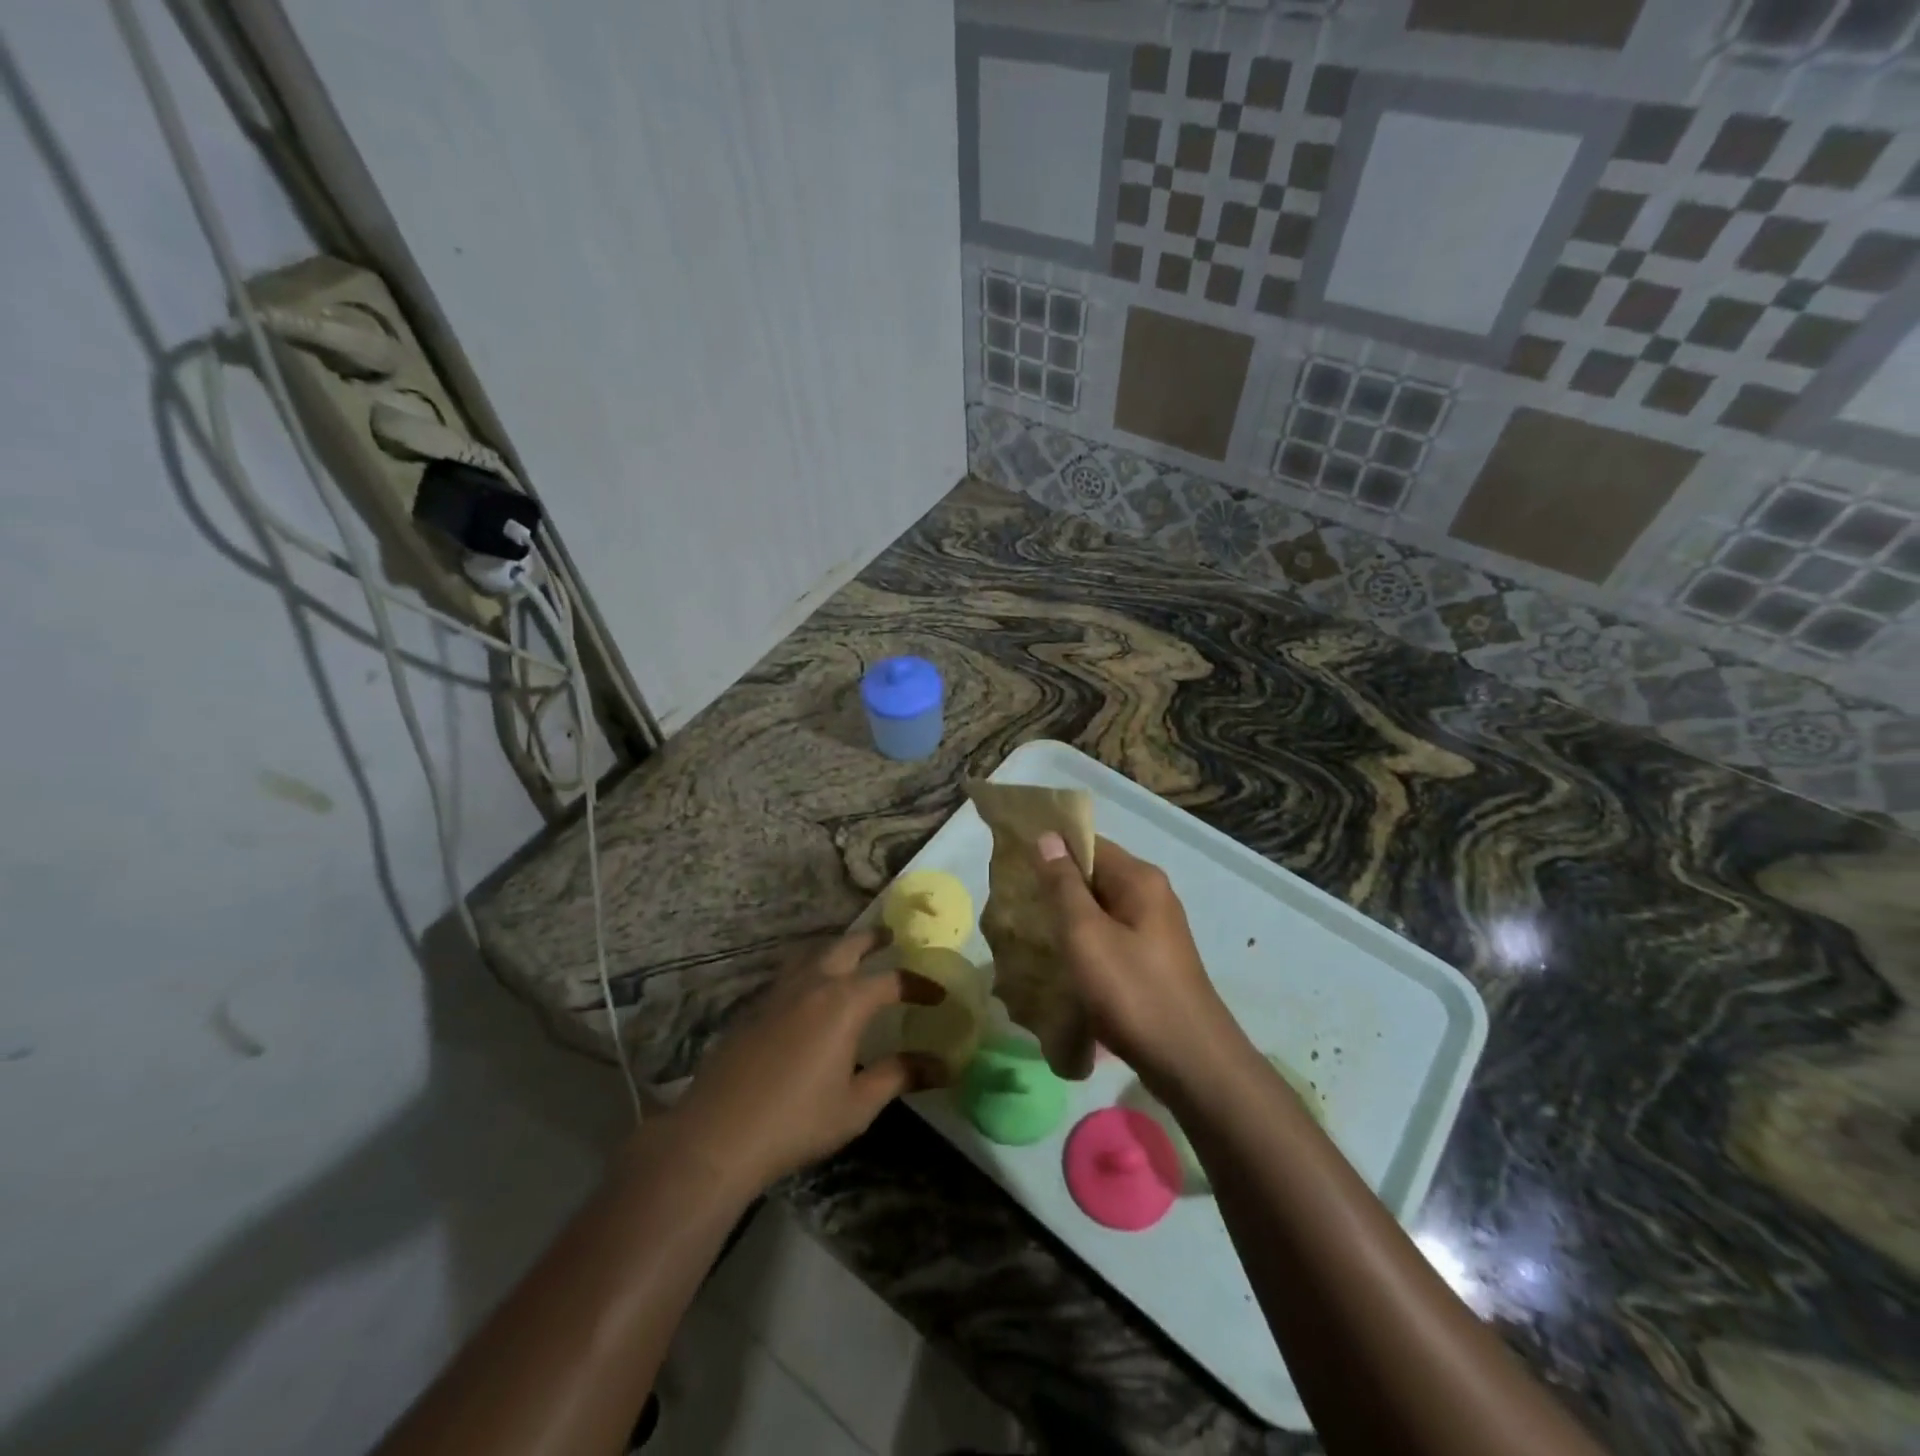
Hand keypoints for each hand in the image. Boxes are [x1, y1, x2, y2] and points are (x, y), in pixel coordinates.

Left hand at [666, 928, 944, 1194]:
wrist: (717, 1136)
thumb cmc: (796, 1121)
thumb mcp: (857, 1105)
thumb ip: (899, 1076)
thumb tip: (942, 1066)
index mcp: (844, 1002)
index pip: (892, 980)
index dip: (919, 984)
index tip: (938, 995)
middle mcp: (813, 983)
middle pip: (848, 946)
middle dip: (874, 939)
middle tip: (892, 937)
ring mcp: (778, 991)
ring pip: (814, 952)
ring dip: (838, 948)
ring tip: (852, 955)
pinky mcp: (754, 1007)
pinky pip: (791, 972)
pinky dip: (811, 967)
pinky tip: (811, 991)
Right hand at [1034, 835, 1236, 1091]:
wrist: (1189, 1062)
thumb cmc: (1132, 991)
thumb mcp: (1087, 935)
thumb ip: (1064, 885)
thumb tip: (1047, 837)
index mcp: (1140, 879)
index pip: (1089, 843)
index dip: (1051, 848)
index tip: (1013, 862)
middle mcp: (1151, 895)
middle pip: (1094, 875)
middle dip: (1055, 886)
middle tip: (1015, 902)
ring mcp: (1154, 930)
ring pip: (1100, 910)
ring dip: (1067, 918)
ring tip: (1029, 932)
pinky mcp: (1151, 960)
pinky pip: (1109, 936)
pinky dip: (1084, 943)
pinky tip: (1060, 962)